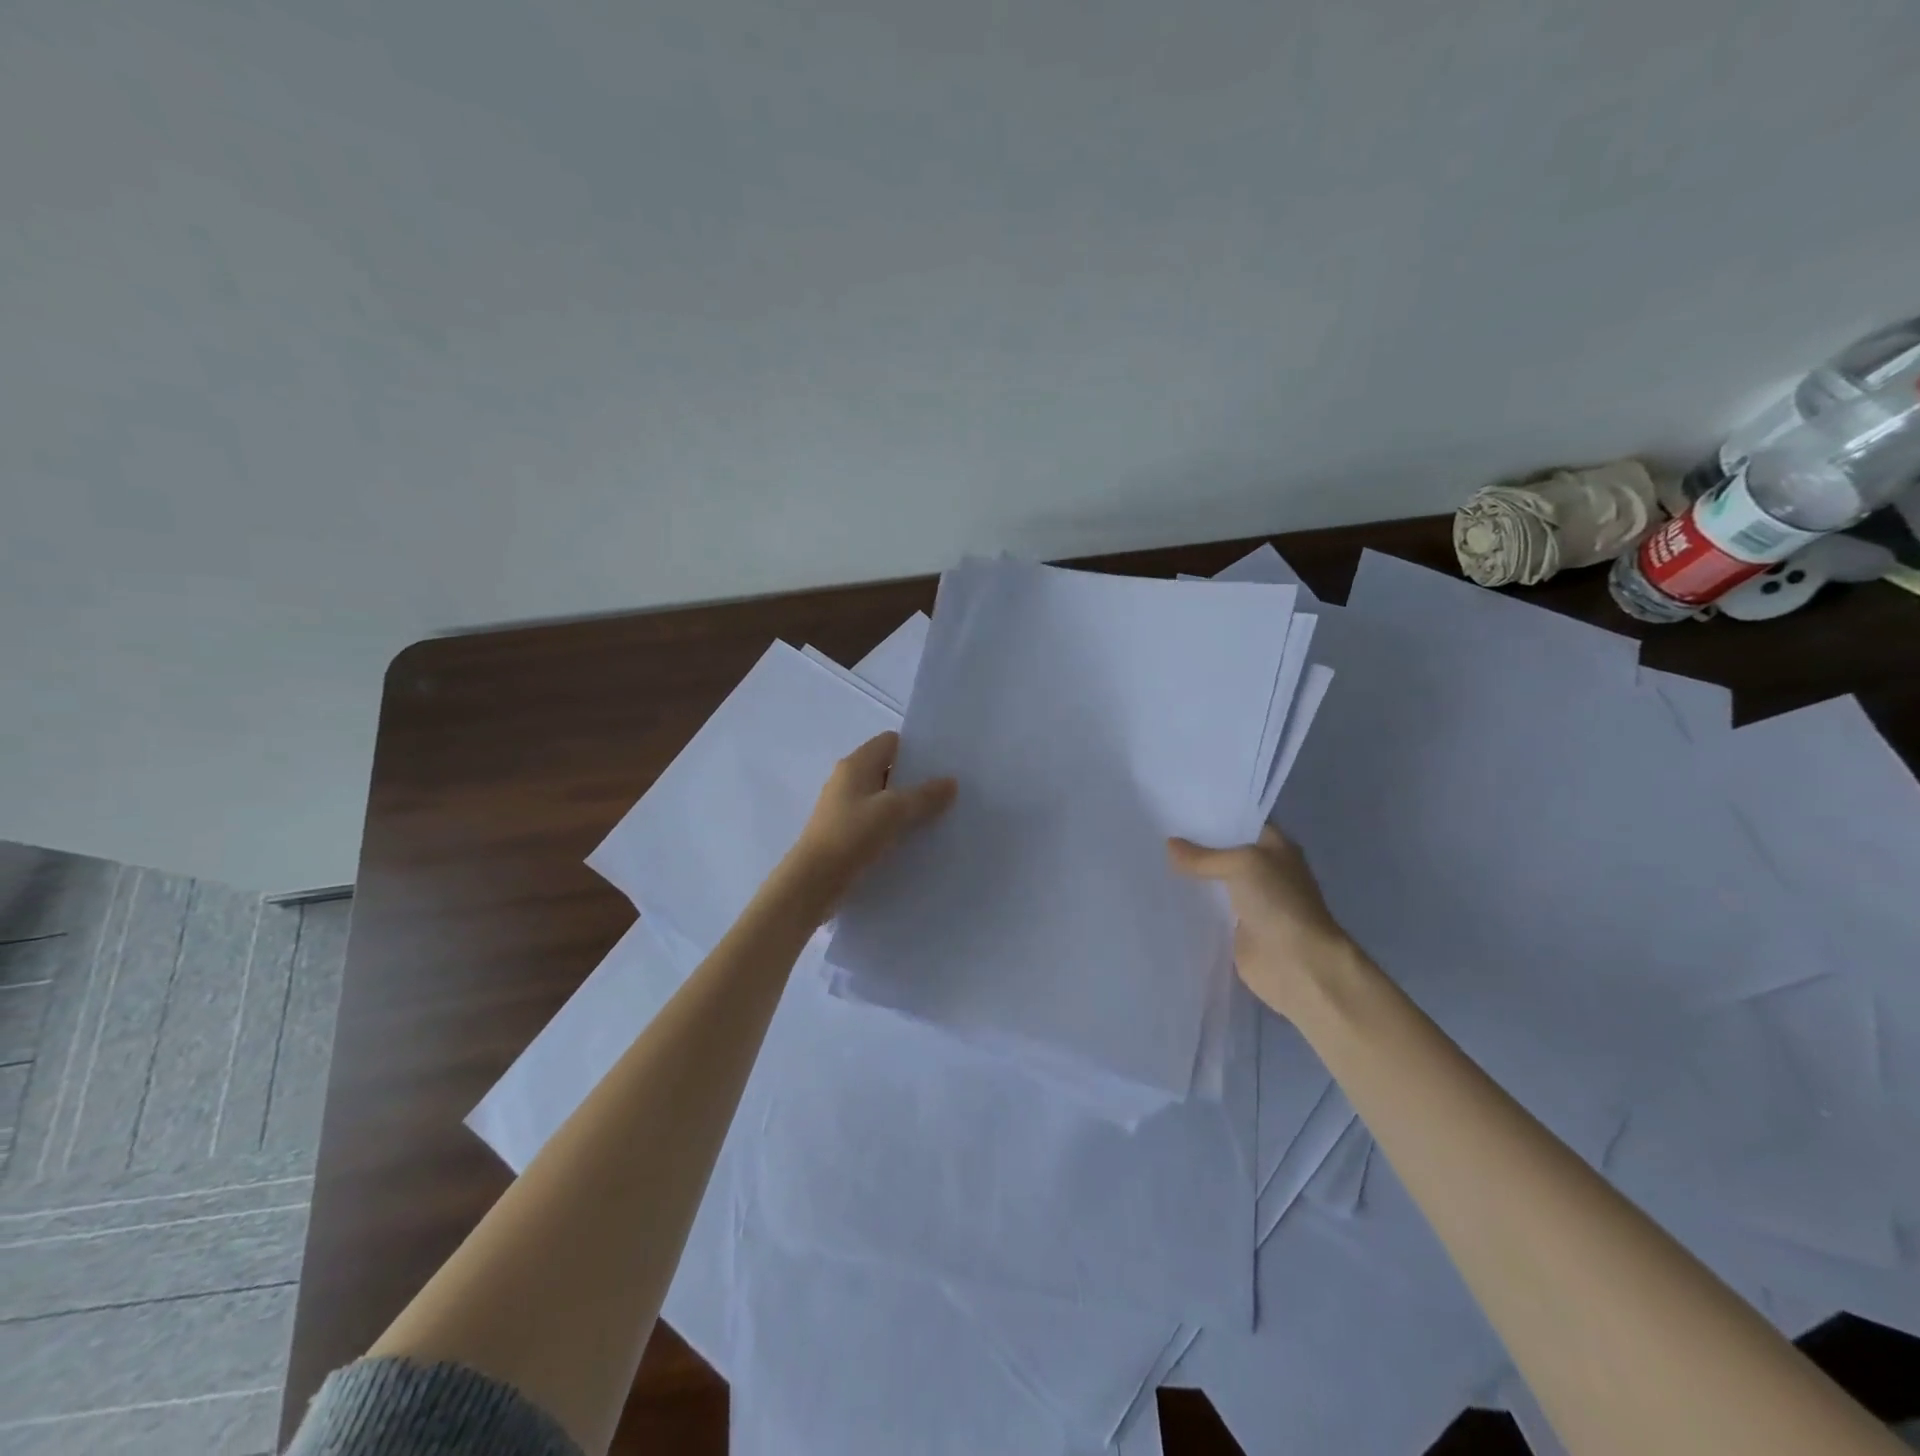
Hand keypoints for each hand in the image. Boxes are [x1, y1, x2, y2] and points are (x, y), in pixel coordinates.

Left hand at [788, 732, 956, 910]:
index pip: (890, 742)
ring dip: (907, 806)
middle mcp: (847, 780)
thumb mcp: (894, 811)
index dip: (916, 749)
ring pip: (883, 798)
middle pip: (888, 770)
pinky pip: (876, 821)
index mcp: (856, 764)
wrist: (813, 882)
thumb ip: (925, 795)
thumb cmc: (851, 835)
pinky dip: (894, 826)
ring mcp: (844, 808)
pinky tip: (915, 840)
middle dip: (916, 780)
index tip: (943, 764)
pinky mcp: (845, 833)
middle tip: (948, 792)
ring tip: (939, 817)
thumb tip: (951, 782)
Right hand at [1169, 825, 1358, 1018]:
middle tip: (1155, 831)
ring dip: (1191, 876)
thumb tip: (1169, 845)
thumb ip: (1204, 856)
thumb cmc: (1278, 902)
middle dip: (1195, 845)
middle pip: (1224, 852)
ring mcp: (1250, 900)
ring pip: (1214, 881)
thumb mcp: (1242, 865)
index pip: (1239, 823)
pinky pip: (1209, 909)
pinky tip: (1162, 893)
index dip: (1212, 816)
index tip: (1176, 809)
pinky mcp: (1236, 928)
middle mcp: (1264, 870)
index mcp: (1275, 847)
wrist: (1297, 963)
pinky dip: (1192, 904)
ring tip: (1151, 858)